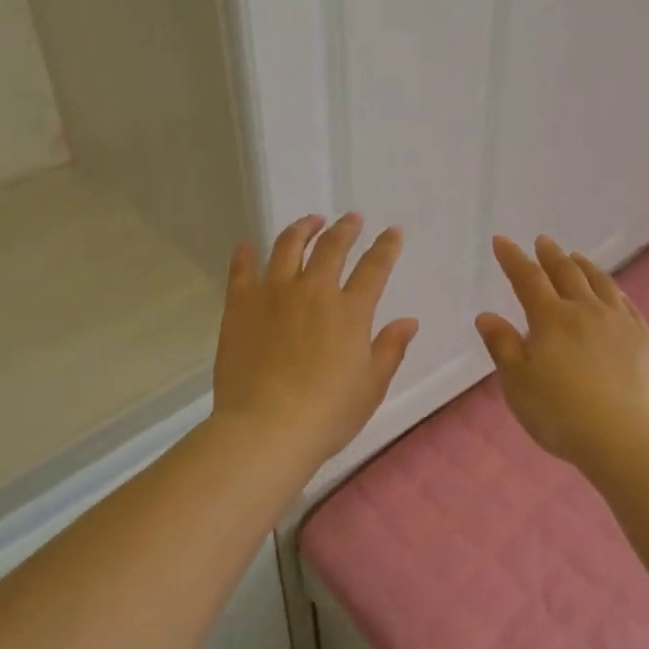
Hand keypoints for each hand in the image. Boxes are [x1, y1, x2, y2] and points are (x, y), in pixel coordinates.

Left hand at [213, 213, 417, 469]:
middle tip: (352, 219)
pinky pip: (242, 269)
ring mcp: (273, 293)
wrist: (266, 428)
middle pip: (332, 247)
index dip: (386, 246)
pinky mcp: (240, 304)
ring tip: (310, 221)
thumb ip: (390, 349)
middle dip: (346, 229)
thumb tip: (408, 321)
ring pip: (288, 246)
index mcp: (350, 311)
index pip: (375, 267)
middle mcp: (313, 291)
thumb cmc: (327, 414)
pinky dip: (246, 253)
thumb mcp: (371, 386)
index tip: (393, 232)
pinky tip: (248, 245)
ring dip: (303, 228)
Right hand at [476, 235, 648, 467]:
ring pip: (601, 284)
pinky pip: (628, 305)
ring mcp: (620, 324)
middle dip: (551, 255)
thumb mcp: (518, 384)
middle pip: (567, 273)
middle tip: (543, 241)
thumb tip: (487, 316)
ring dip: (585, 267)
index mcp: (551, 319)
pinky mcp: (645, 341)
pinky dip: (614, 292)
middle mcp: (586, 311)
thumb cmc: (560, 413)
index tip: (502, 241)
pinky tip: (613, 294)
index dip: (513, 258)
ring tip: (576, 258)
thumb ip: (503, 346)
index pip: (527, 279)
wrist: (626, 437)